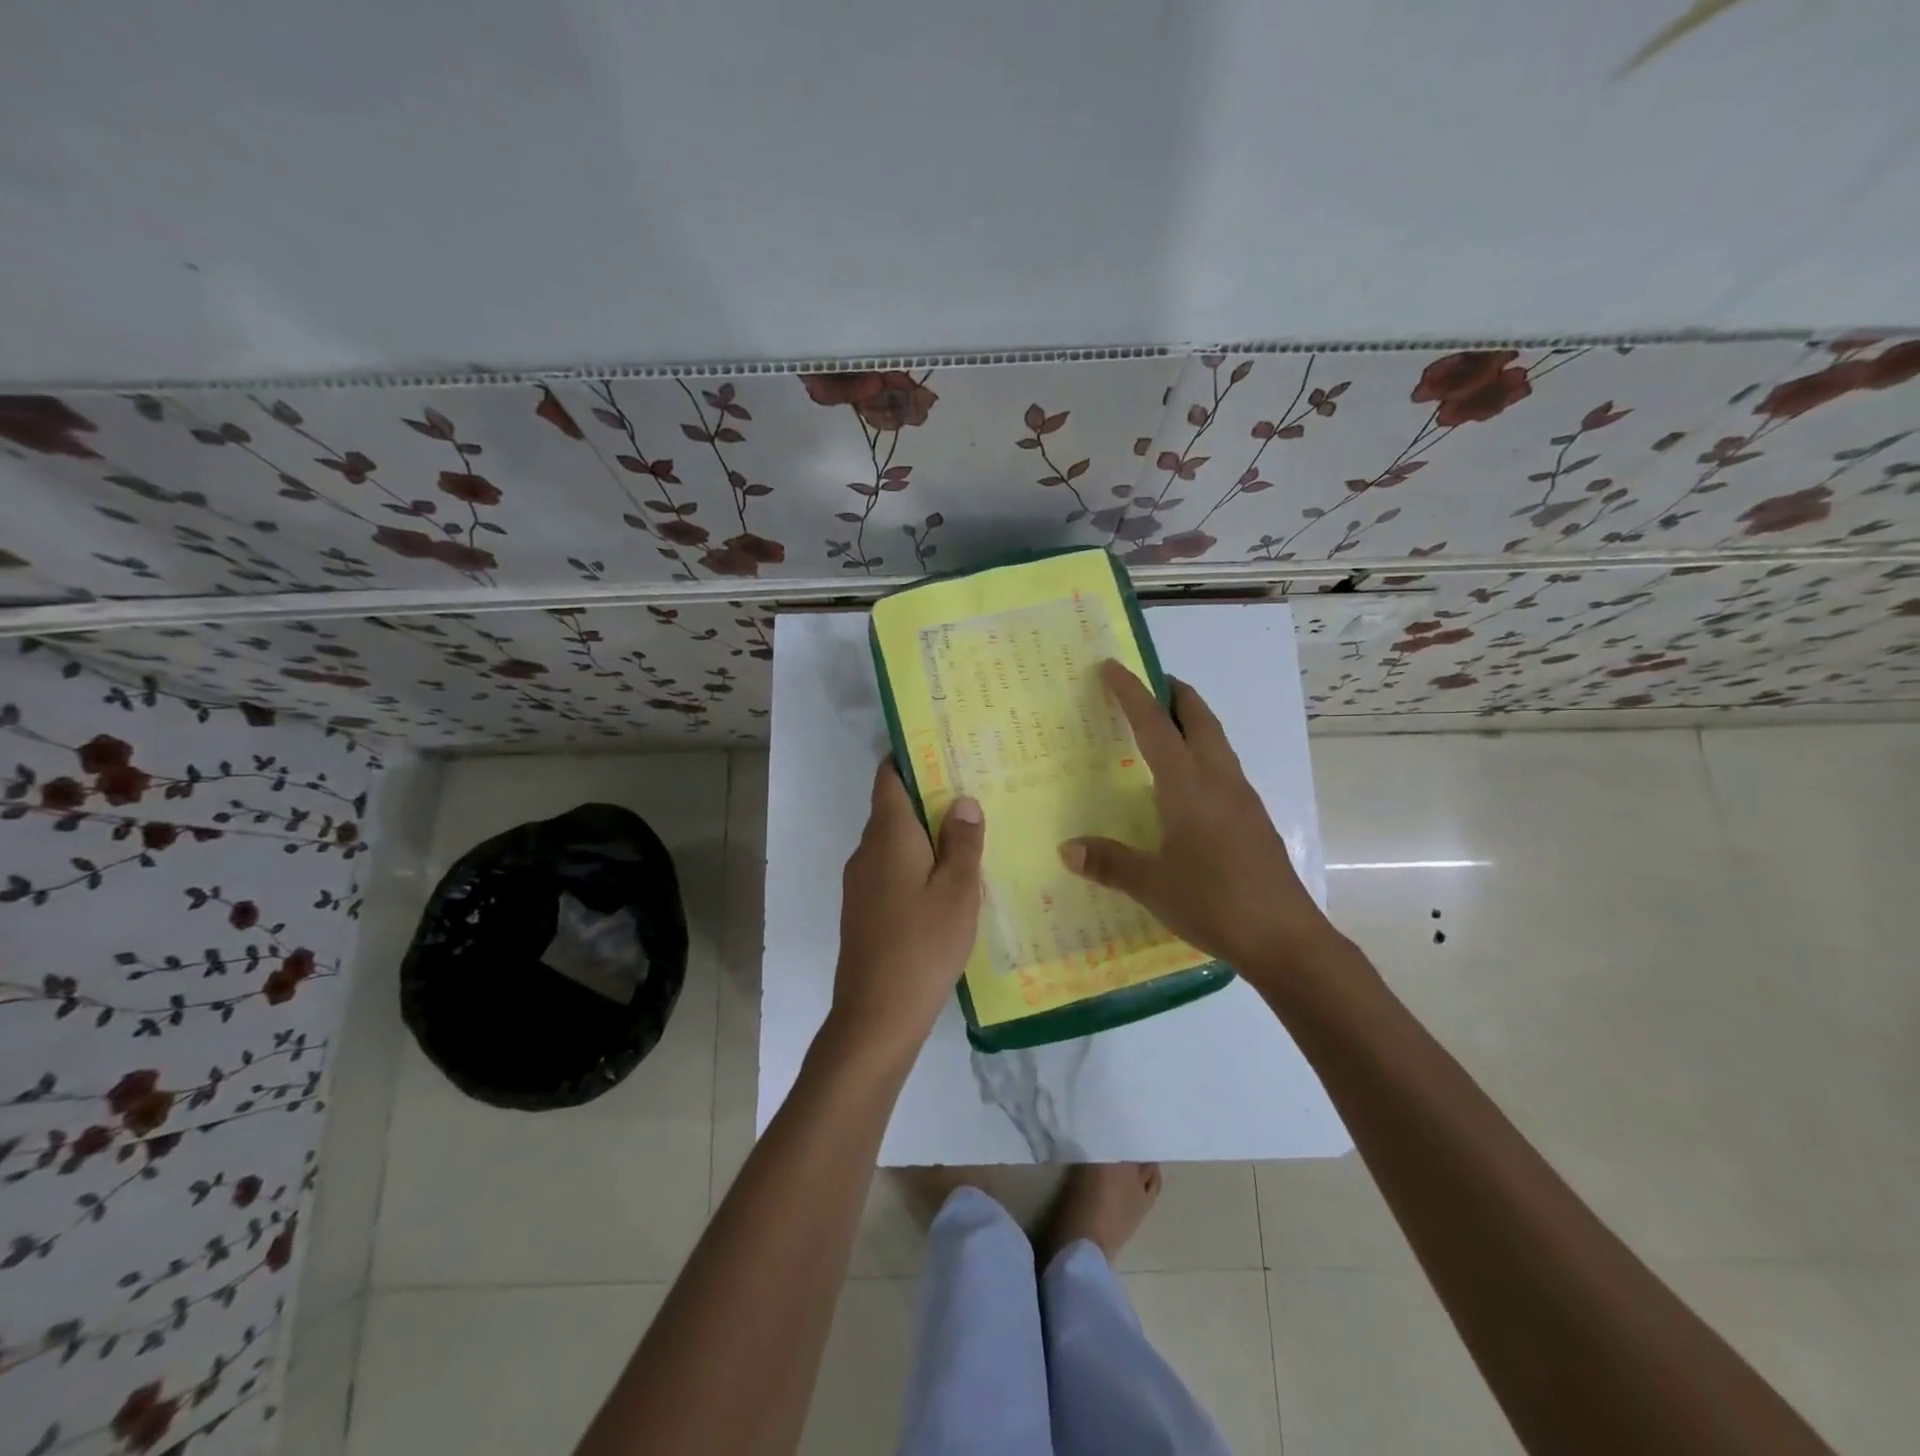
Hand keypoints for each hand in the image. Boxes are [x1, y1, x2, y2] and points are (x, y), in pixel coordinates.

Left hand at [829, 760, 984, 1062]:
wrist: (876, 1014)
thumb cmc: (923, 944)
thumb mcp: (957, 890)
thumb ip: (962, 841)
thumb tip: (961, 800)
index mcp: (888, 835)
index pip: (889, 777)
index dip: (910, 756)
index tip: (943, 746)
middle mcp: (866, 850)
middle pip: (892, 807)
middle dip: (927, 794)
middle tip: (972, 787)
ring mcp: (860, 881)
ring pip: (893, 841)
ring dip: (924, 831)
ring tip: (968, 830)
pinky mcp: (863, 908)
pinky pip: (891, 868)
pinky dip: (915, 861)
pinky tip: (946, 877)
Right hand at [1060, 660, 1344, 990]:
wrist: (1285, 938)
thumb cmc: (1213, 902)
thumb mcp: (1152, 885)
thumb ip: (1109, 862)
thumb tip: (1067, 849)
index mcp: (1189, 786)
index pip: (1156, 726)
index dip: (1132, 693)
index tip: (1112, 667)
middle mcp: (1219, 781)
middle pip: (1199, 719)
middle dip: (1174, 694)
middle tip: (1148, 683)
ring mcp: (1242, 798)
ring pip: (1216, 741)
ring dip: (1192, 721)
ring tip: (1164, 724)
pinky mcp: (1253, 818)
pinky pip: (1224, 766)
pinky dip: (1202, 751)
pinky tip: (1187, 782)